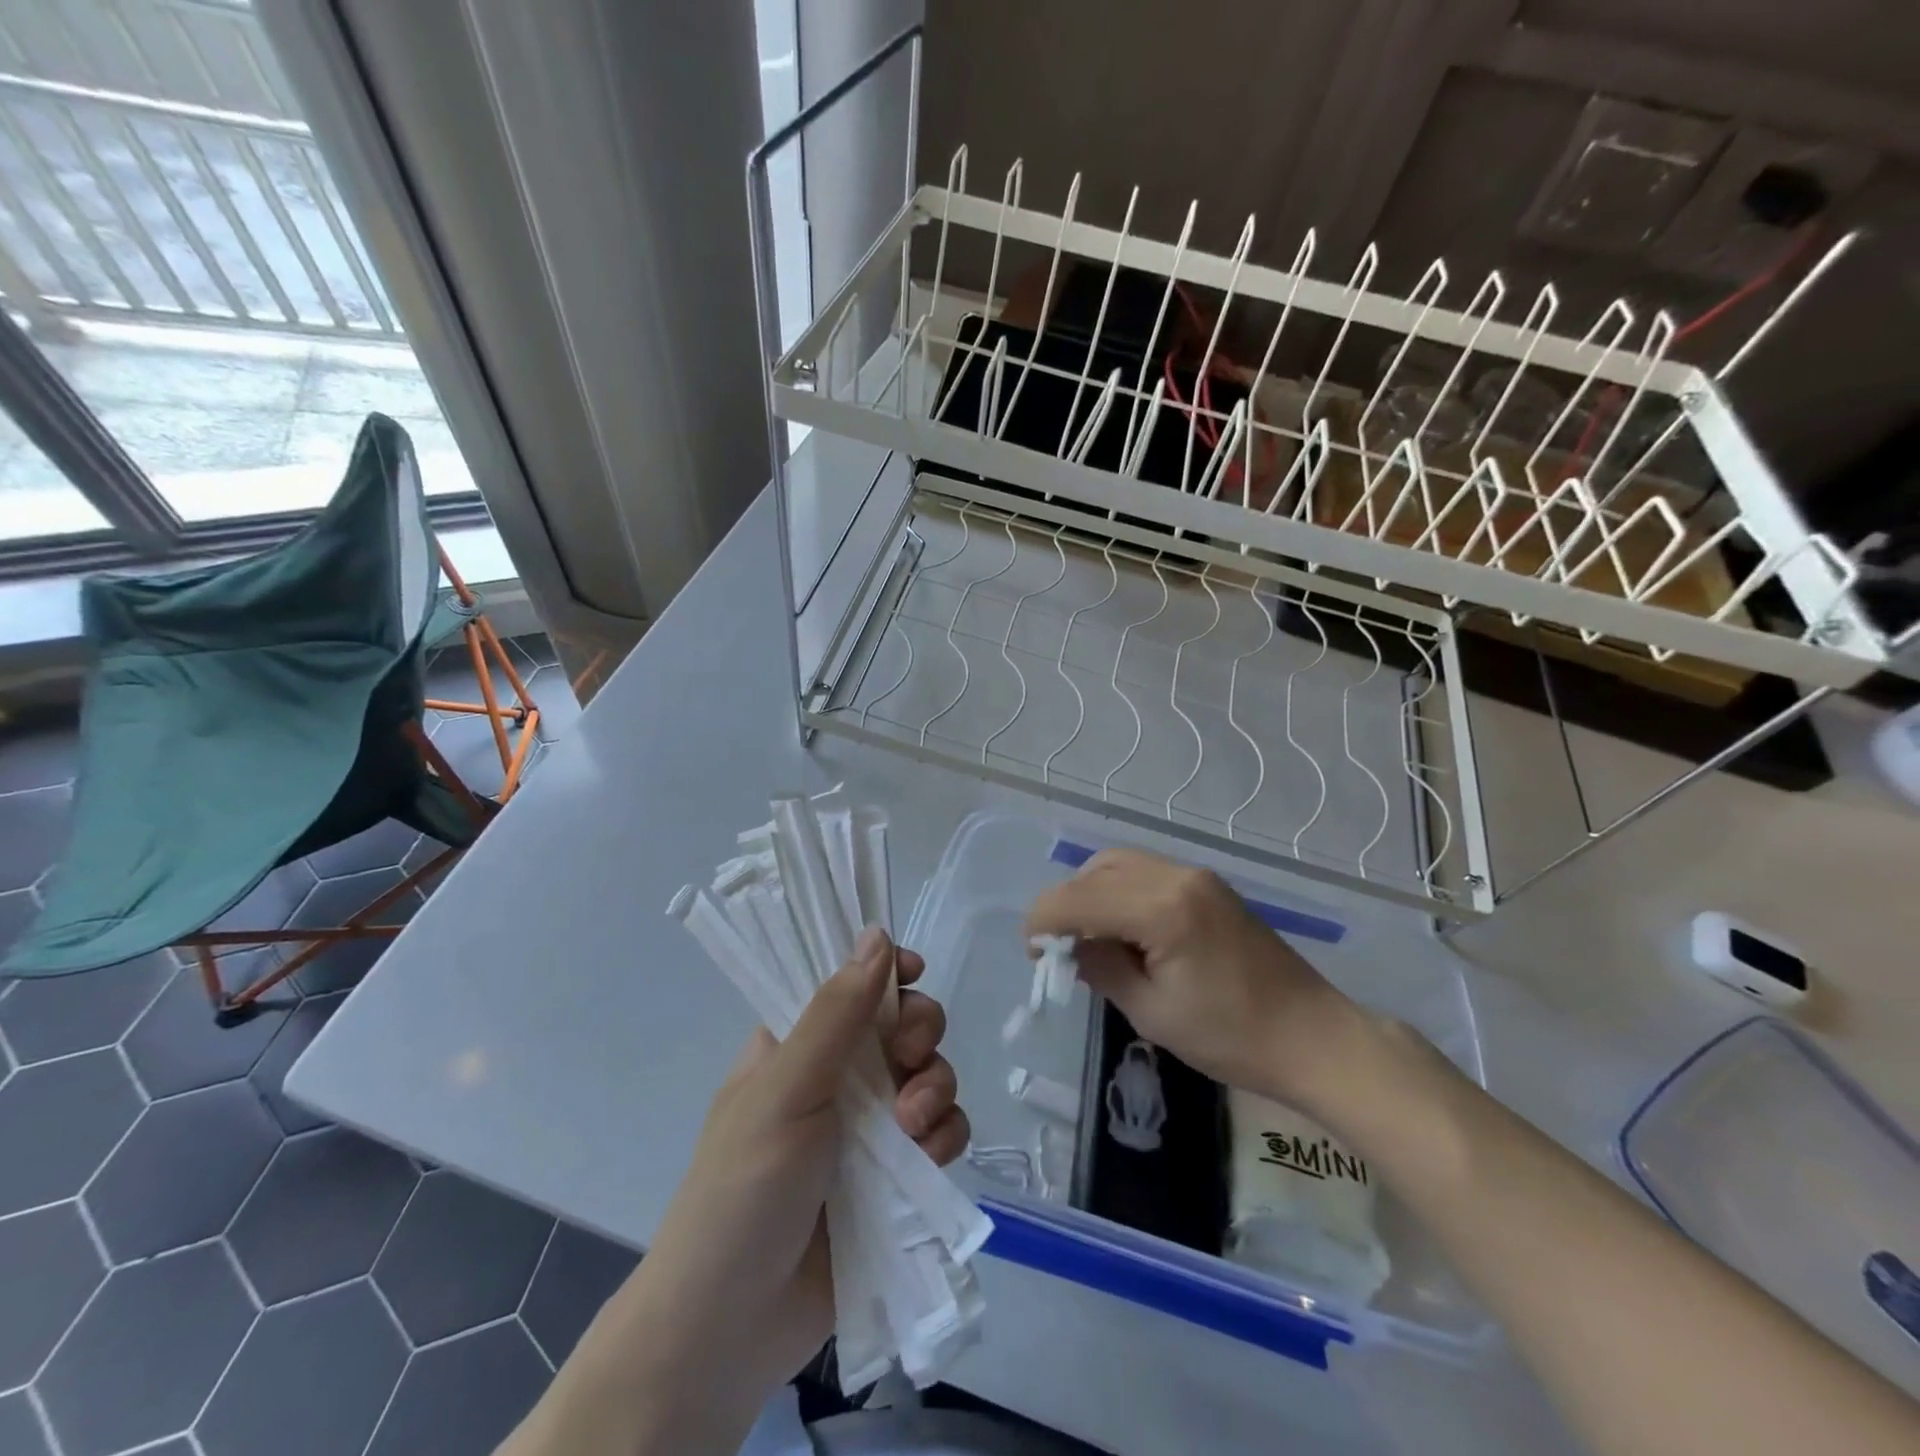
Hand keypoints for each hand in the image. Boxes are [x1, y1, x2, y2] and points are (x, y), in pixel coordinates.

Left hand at [568, 929, 966, 1448]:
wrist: (732, 1327)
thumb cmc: (742, 1190)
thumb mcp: (785, 1090)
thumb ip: (837, 1014)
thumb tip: (878, 934)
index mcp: (799, 1042)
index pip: (853, 981)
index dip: (889, 971)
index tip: (914, 974)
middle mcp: (839, 1075)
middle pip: (904, 1023)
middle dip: (919, 1033)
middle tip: (907, 1059)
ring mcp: (871, 1127)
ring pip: (930, 1074)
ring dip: (935, 1088)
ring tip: (912, 1127)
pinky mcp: (898, 1176)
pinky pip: (943, 1131)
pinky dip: (943, 1137)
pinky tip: (926, 1160)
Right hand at [1025, 847, 1359, 1104]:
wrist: (1314, 1037)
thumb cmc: (1232, 1037)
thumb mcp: (1152, 1012)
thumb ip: (1101, 969)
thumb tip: (1069, 947)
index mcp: (1161, 908)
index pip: (1078, 898)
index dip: (1043, 921)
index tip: (1032, 954)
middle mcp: (1177, 876)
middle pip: (1096, 870)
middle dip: (1066, 904)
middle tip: (1058, 949)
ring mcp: (1196, 876)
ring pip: (1119, 864)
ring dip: (1092, 893)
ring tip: (1089, 939)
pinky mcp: (1209, 886)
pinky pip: (1147, 873)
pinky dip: (1120, 892)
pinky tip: (1123, 930)